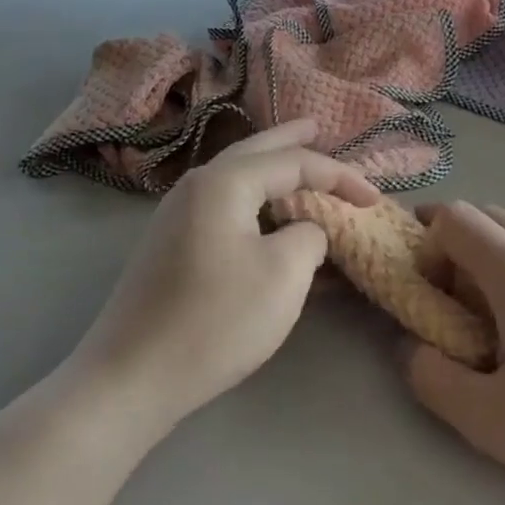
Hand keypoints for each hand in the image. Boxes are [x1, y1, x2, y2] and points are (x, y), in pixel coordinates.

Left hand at [70, 120, 377, 434]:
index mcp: (225, 182)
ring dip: (271, 170)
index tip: (374, 199)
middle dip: (291, 141)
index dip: (339, 176)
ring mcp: (178, 215)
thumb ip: (310, 235)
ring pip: (237, 178)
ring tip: (297, 163)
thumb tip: (306, 229)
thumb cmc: (216, 320)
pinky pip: (225, 207)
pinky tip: (269, 214)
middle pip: (255, 151)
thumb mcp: (284, 274)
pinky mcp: (172, 245)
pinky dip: (255, 202)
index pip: (294, 162)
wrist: (130, 378)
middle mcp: (197, 186)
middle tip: (318, 126)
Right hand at [406, 203, 504, 504]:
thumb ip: (432, 379)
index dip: (429, 246)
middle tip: (459, 295)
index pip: (453, 219)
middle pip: (486, 212)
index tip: (434, 290)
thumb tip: (412, 346)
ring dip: (497, 239)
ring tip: (502, 288)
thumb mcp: (491, 422)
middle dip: (457, 243)